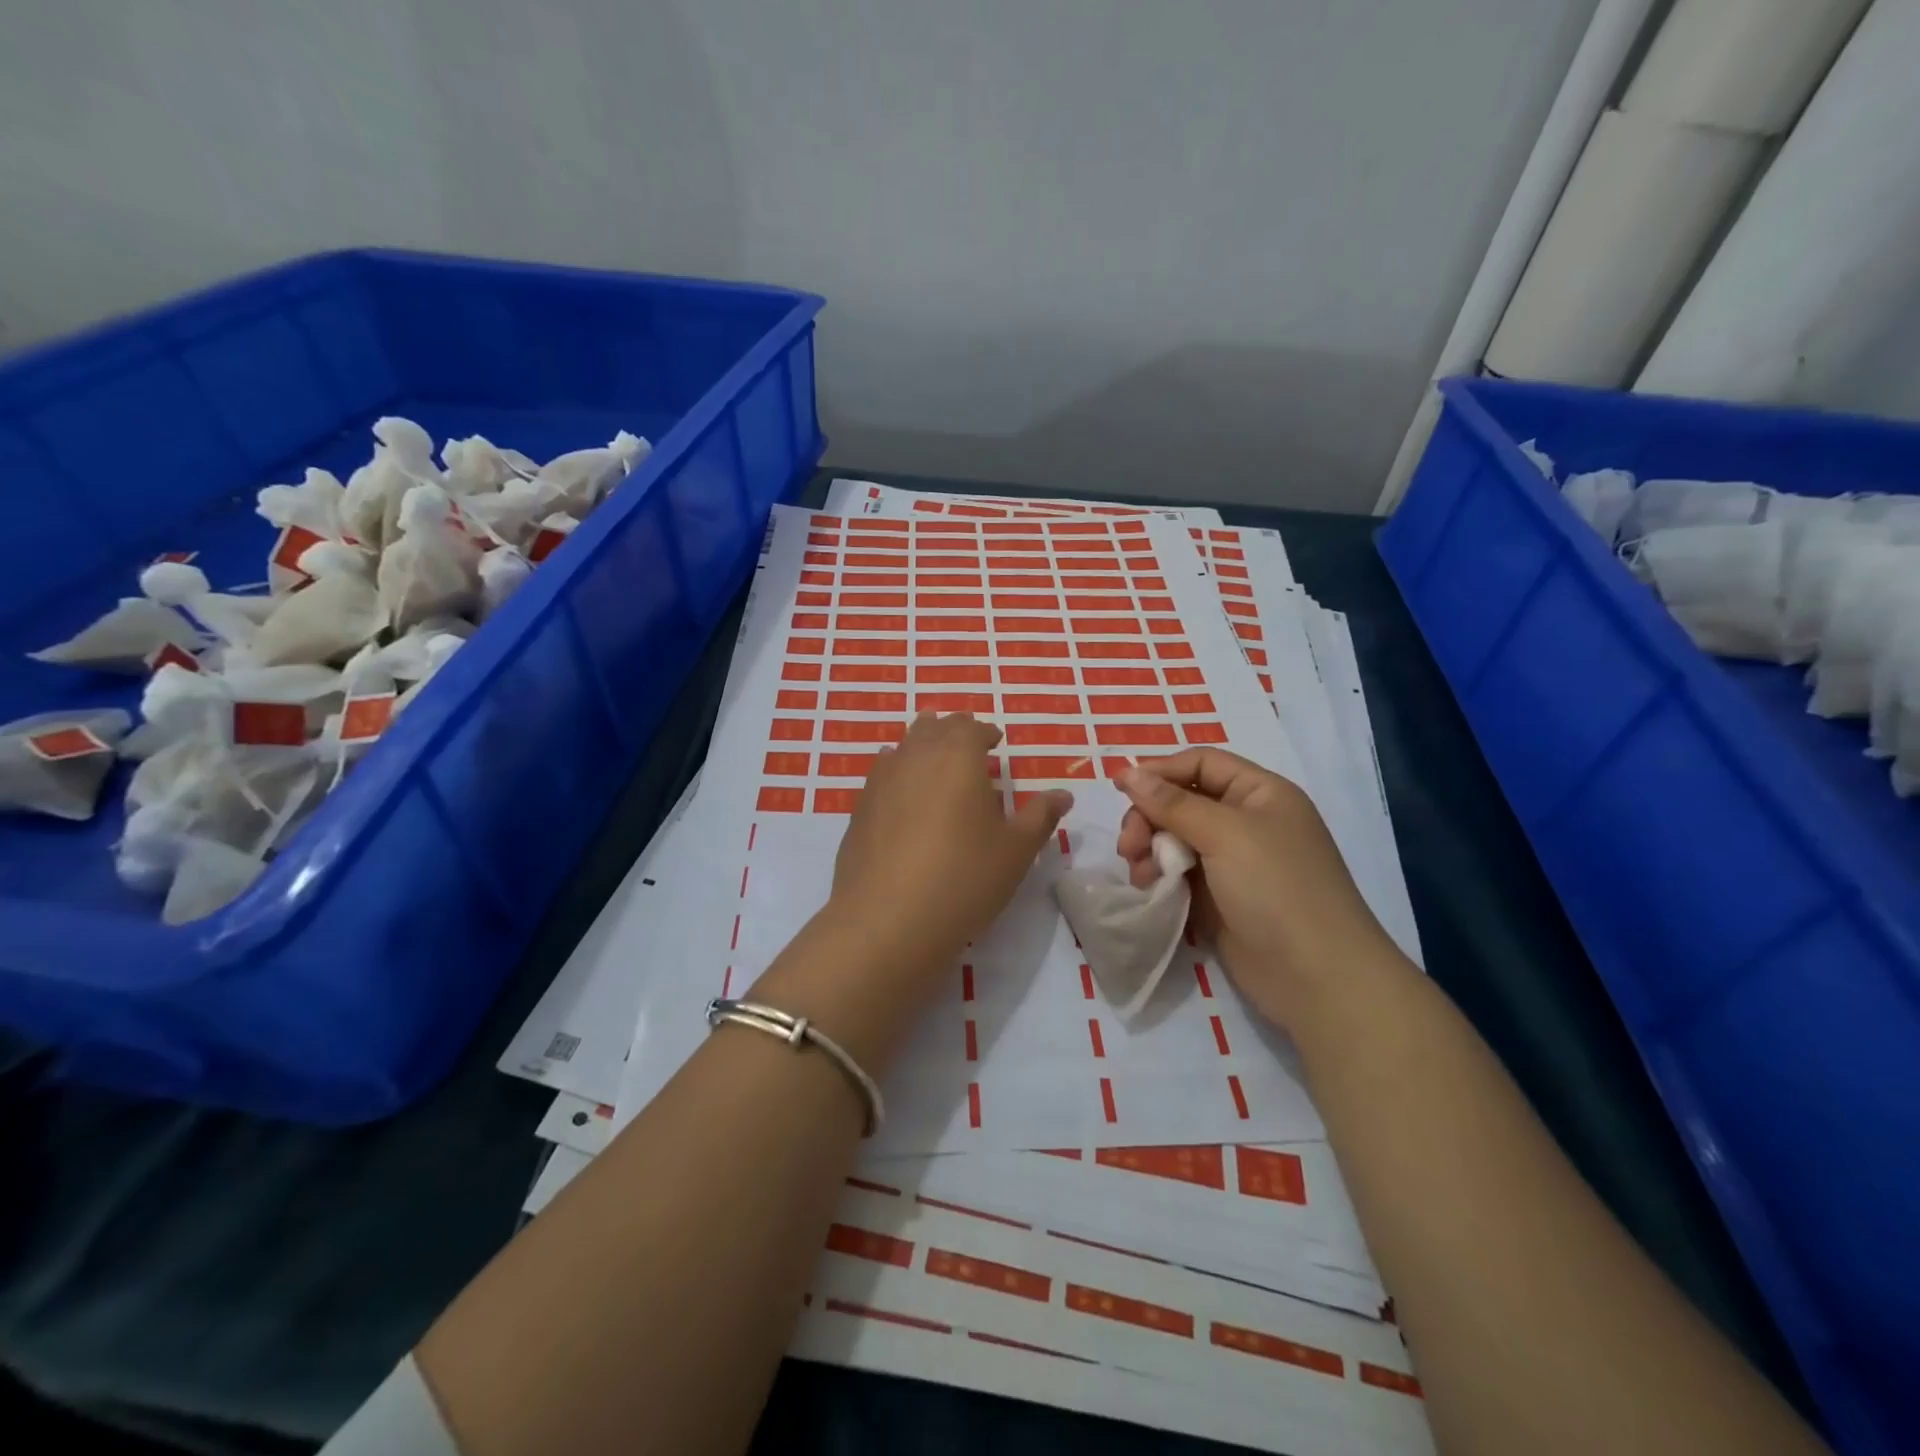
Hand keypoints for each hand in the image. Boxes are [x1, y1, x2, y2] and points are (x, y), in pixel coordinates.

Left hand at [827, 713, 1070, 987]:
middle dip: (952, 731)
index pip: (972, 728)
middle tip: (967, 745)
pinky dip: (898, 772)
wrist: (888, 919)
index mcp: (958, 755)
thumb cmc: (964, 877)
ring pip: (903, 746)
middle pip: (933, 728)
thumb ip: (1040, 816)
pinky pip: (882, 774)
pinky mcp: (859, 808)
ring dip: (922, 746)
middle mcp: (916, 756)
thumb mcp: (1016, 850)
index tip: (995, 741)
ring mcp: (881, 780)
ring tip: (935, 761)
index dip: (986, 732)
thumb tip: (1063, 794)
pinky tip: (902, 791)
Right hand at [1116, 749, 1390, 1026]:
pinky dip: (1158, 875)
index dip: (1160, 771)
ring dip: (1149, 849)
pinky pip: (1178, 872)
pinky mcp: (1218, 897)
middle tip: (1128, 846)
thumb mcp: (1225, 834)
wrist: (1315, 977)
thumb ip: (1172, 803)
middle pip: (1181, 801)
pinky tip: (1148, 889)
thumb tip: (1128, 772)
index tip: (1119, 788)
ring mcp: (1232, 862)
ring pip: (1174, 838)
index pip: (1202, 764)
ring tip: (1138, 874)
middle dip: (1149, 818)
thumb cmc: (1276, 889)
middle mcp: (1246, 822)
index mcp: (1260, 794)